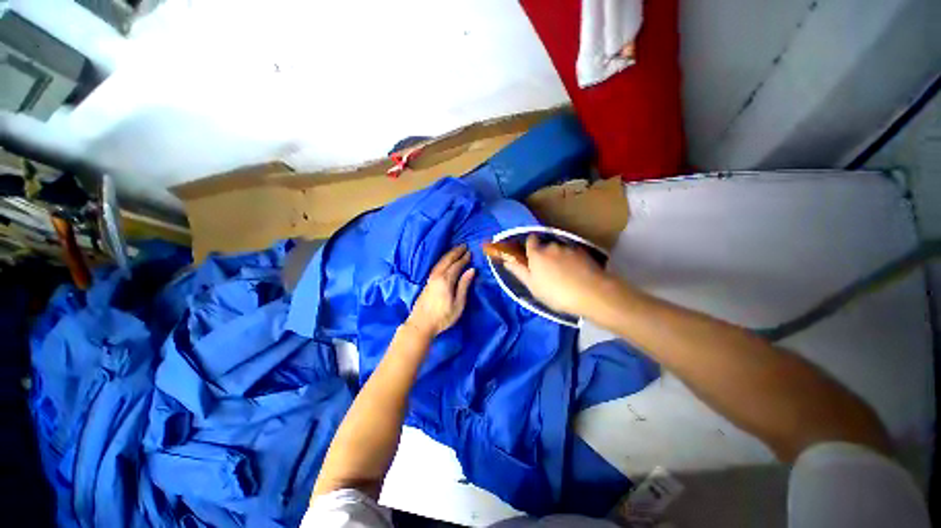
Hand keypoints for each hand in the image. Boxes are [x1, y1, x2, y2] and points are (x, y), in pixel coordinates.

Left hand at [406, 245, 475, 337]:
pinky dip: (443, 259)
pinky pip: (437, 265)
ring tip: (456, 249)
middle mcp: (437, 276)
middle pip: (447, 260)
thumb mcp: (458, 304)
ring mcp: (431, 278)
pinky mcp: (427, 282)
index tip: (470, 252)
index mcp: (446, 280)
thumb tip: (471, 270)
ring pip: (441, 261)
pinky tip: (445, 260)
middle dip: (456, 252)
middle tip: (464, 245)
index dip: (464, 258)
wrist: (421, 324)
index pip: (457, 265)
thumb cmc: (443, 317)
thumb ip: (464, 285)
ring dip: (449, 254)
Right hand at [503, 235, 608, 316]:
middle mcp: (552, 246)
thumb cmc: (556, 293)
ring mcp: (569, 249)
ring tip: (564, 275)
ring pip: (560, 251)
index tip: (530, 257)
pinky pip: (573, 255)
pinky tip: (576, 275)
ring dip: (559, 258)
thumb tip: (507, 262)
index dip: (530, 246)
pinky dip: (572, 261)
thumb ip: (519, 272)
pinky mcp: (584, 253)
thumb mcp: (533, 286)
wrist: (592, 294)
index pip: (531, 240)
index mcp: (537, 254)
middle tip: (547, 272)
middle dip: (545, 255)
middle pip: (545, 246)